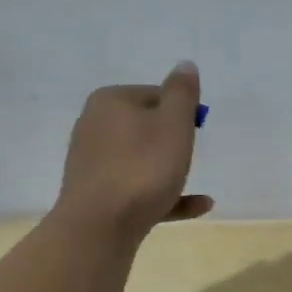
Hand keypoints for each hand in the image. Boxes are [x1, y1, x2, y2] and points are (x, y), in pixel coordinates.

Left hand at [57, 61, 213, 240]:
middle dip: (172, 140)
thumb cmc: (143, 167)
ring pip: (141, 160)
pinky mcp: (98, 195)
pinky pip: (139, 190)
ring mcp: (93, 163)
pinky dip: (166, 195)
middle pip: (145, 126)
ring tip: (194, 182)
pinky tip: (198, 206)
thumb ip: (182, 93)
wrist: (100, 226)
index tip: (197, 130)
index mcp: (110, 101)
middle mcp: (95, 126)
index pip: (155, 94)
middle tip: (192, 155)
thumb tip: (185, 65)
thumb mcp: (173, 124)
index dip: (181, 111)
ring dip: (169, 169)